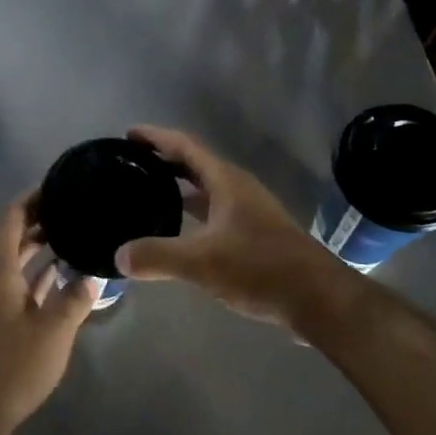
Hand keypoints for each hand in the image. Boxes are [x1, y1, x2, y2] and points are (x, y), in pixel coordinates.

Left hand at [0, 191, 100, 434]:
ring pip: (13, 259)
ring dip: (37, 244)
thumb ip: (74, 298)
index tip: (58, 186)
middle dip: (37, 218)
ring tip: (71, 233)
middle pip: (9, 235)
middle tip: (71, 208)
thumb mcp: (53, 331)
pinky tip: (63, 275)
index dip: (31, 199)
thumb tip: (91, 276)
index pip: (9, 218)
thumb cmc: (12, 366)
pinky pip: (18, 281)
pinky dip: (37, 271)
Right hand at [114, 125, 357, 330]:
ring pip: (205, 190)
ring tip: (145, 193)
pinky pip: (213, 213)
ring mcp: (248, 213)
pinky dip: (190, 213)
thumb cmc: (260, 268)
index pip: (185, 146)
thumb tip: (118, 256)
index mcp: (226, 182)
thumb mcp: (202, 262)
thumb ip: (157, 256)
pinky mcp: (253, 236)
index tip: (128, 135)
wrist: (318, 299)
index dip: (156, 137)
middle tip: (130, 164)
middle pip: (195, 165)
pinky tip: (175, 232)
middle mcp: (237, 190)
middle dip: (163, 160)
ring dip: (177, 188)